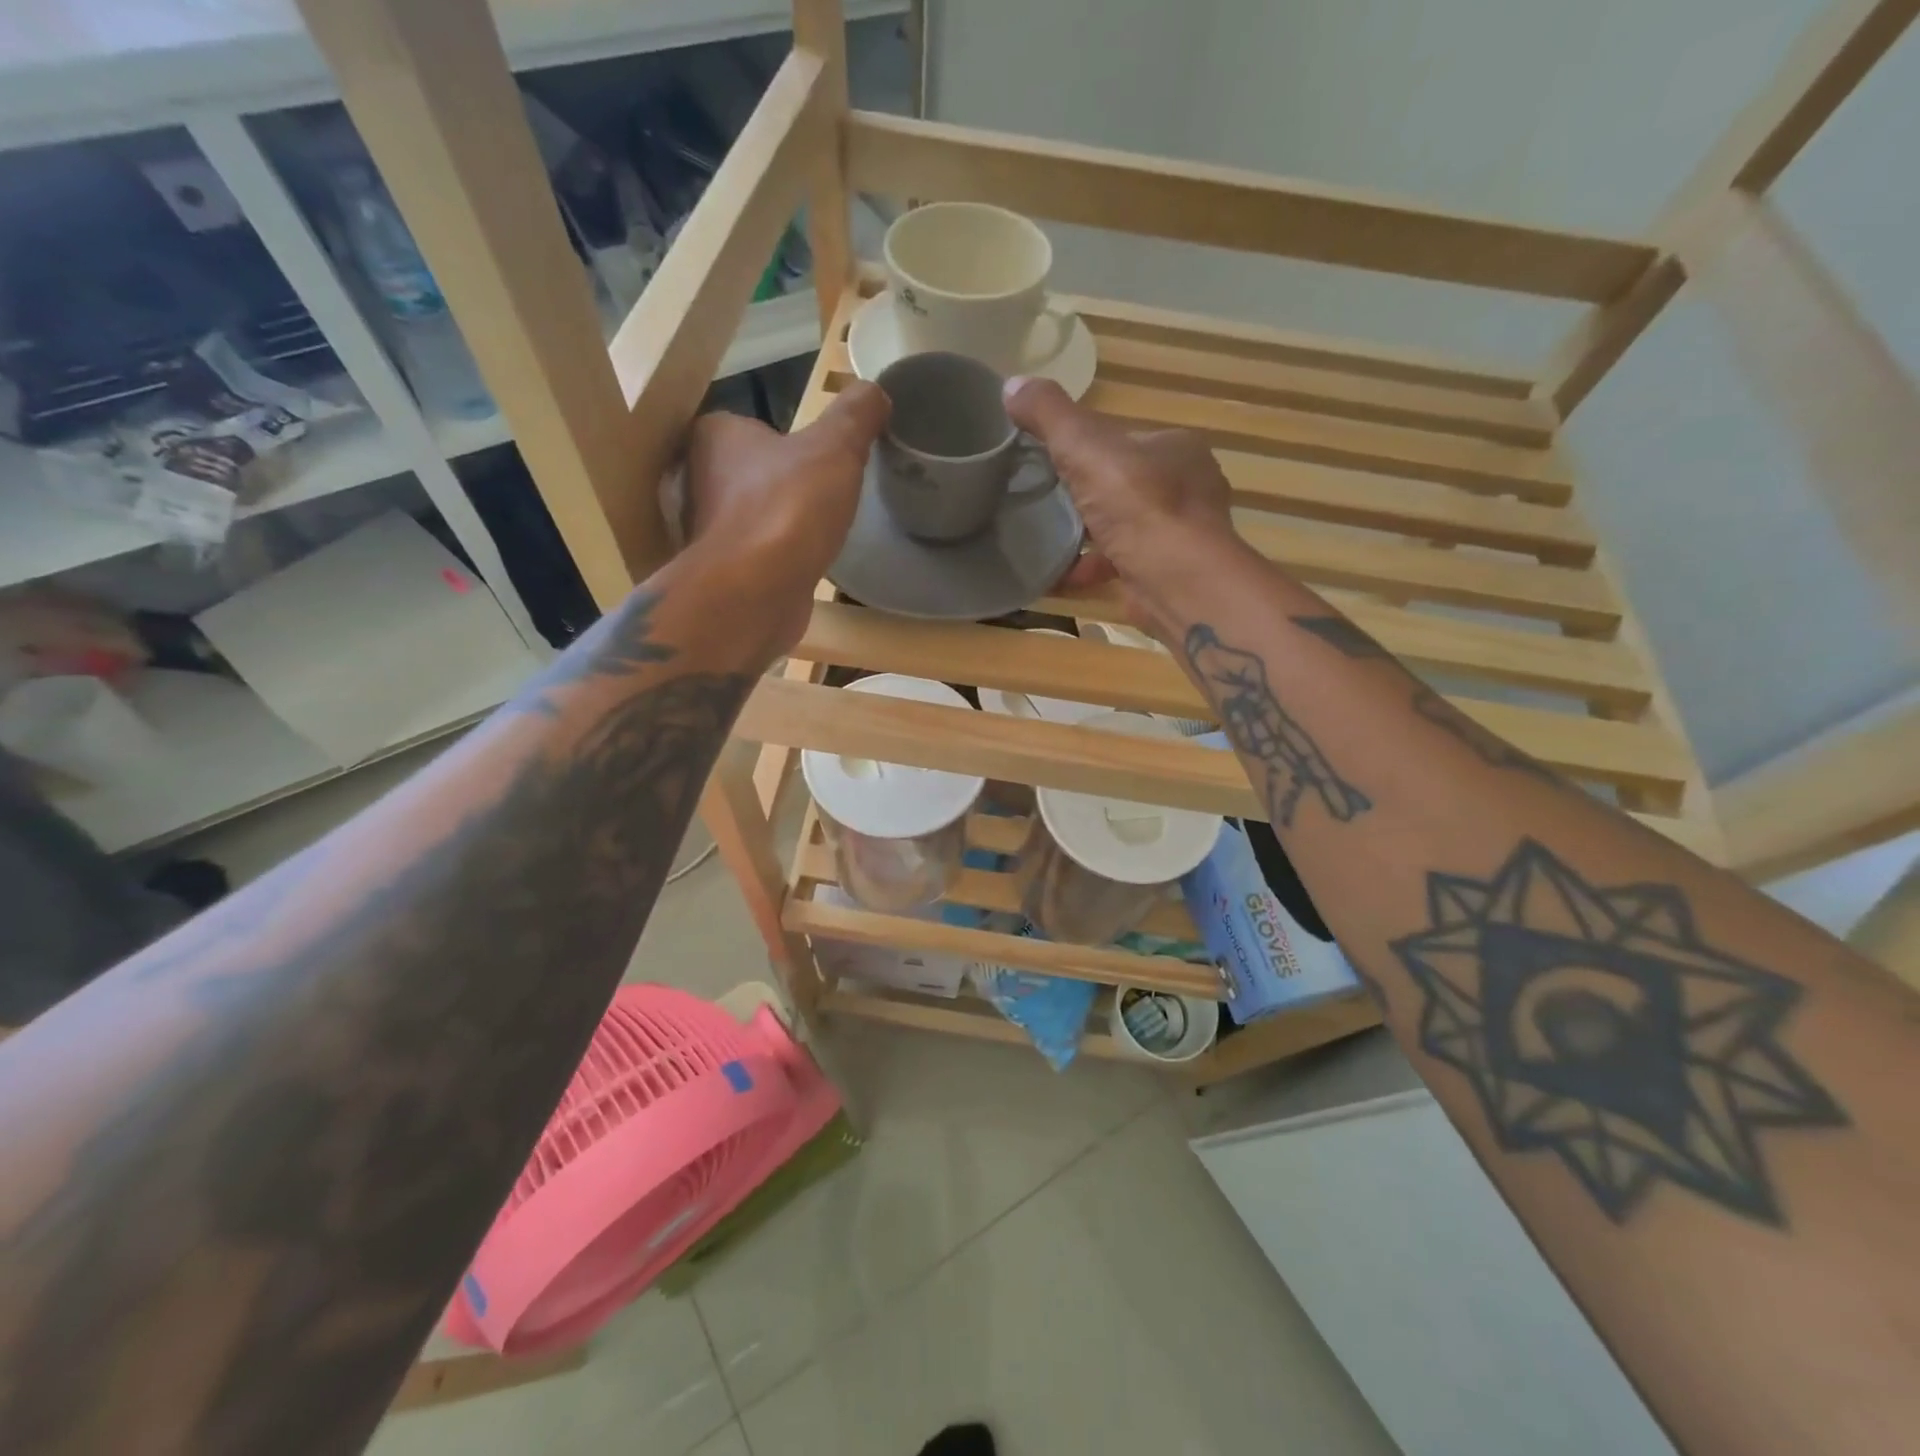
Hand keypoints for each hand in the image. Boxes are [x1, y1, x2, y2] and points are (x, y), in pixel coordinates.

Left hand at [680, 381, 889, 652]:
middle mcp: (698, 479)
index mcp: (713, 436)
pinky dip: (778, 557)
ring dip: (781, 521)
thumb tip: (876, 391)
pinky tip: (804, 563)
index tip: (818, 456)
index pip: (749, 425)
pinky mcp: (723, 573)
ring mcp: (707, 530)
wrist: (755, 593)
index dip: (785, 438)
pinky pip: (757, 554)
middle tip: (825, 492)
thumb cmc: (788, 509)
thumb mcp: (835, 448)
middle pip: (750, 471)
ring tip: (819, 528)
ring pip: (752, 515)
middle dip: (782, 482)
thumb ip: (855, 416)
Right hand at [1003, 377, 1237, 635]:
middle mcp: (1186, 488)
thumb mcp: (1085, 446)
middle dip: (1086, 492)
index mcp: (1176, 447)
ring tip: (1045, 537)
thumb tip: (1012, 385)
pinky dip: (1087, 569)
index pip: (1124, 439)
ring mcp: (1179, 535)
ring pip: (1123, 527)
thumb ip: (1049, 415)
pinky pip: (1118, 565)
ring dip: (1086, 533)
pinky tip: (1056, 575)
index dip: (1086, 446)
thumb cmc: (1139, 504)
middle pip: (1123, 484)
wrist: (1177, 580)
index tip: (1050, 459)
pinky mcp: (1165, 574)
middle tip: (1042, 500)